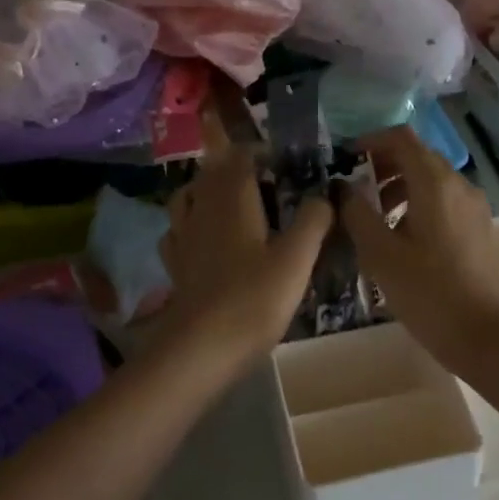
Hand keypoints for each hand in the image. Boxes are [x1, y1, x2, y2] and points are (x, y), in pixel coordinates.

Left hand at [158, 135, 332, 364]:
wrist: (202, 347)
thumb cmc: (254, 298)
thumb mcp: (297, 259)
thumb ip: (313, 221)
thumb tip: (323, 195)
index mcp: (232, 198)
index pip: (241, 156)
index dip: (261, 152)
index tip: (284, 160)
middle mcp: (202, 207)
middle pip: (212, 172)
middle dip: (235, 168)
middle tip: (266, 181)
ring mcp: (183, 235)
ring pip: (189, 196)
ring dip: (208, 191)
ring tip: (232, 203)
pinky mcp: (175, 263)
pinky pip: (178, 230)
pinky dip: (191, 224)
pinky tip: (204, 239)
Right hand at [340, 126, 498, 359]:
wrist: (487, 336)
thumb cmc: (429, 292)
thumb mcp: (380, 253)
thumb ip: (356, 213)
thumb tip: (342, 188)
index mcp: (434, 182)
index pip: (401, 138)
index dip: (370, 141)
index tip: (345, 160)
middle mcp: (458, 185)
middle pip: (417, 156)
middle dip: (383, 166)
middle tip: (355, 193)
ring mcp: (473, 207)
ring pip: (431, 181)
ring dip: (399, 188)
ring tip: (374, 221)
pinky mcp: (479, 229)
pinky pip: (443, 201)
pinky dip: (417, 205)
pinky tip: (401, 240)